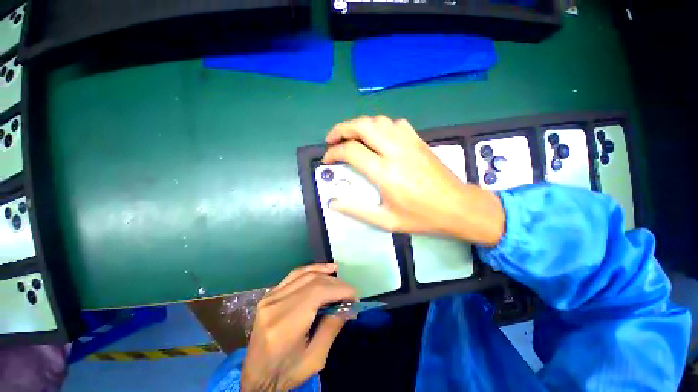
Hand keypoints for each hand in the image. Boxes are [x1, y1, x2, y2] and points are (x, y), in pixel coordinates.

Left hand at [241, 264, 355, 390]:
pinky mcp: (270, 294)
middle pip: (313, 282)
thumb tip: (348, 306)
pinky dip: (312, 270)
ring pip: (305, 275)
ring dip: (326, 274)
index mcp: (285, 324)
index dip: (340, 289)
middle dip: (336, 283)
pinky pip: (295, 275)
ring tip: (341, 278)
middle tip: (350, 292)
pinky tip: (324, 270)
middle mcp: (275, 304)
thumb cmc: (285, 373)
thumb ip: (332, 328)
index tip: (355, 296)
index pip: (318, 293)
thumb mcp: (315, 359)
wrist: (255, 377)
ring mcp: (270, 297)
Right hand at [323, 116, 504, 245]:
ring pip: (377, 120)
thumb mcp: (386, 221)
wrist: (457, 207)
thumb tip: (333, 203)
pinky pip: (394, 123)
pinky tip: (377, 137)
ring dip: (359, 125)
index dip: (333, 152)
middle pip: (362, 126)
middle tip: (331, 140)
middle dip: (341, 129)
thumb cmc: (421, 217)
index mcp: (385, 172)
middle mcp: (395, 151)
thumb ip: (357, 211)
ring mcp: (409, 142)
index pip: (351, 151)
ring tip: (351, 137)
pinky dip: (380, 126)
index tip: (327, 160)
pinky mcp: (418, 140)